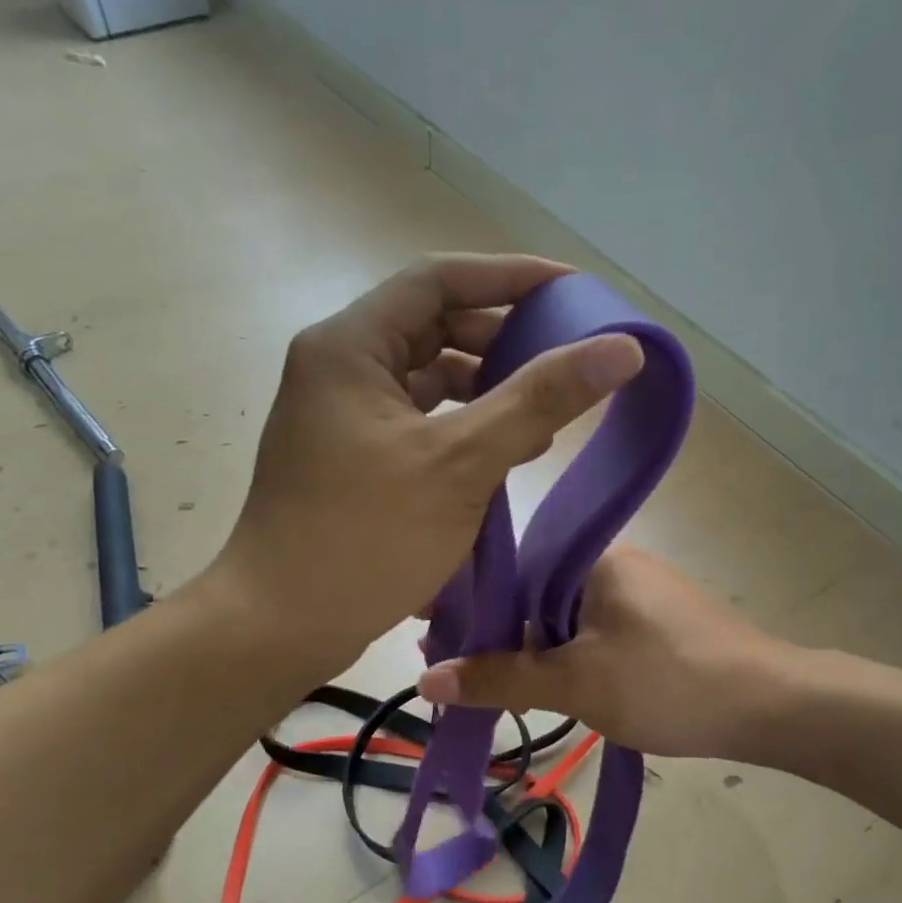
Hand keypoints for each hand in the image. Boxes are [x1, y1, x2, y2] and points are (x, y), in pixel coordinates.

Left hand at [218, 255, 644, 673]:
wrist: (280, 625)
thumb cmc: (366, 537)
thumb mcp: (461, 462)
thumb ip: (540, 399)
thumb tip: (621, 348)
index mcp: (350, 346)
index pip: (439, 279)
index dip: (510, 276)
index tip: (573, 291)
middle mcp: (340, 367)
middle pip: (433, 326)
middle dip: (503, 337)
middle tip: (567, 355)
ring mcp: (342, 414)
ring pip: (428, 378)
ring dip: (487, 388)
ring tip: (549, 414)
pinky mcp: (351, 456)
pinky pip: (418, 421)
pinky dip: (463, 427)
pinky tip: (508, 453)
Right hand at [416, 546, 791, 758]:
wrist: (775, 707)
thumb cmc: (669, 682)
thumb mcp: (576, 683)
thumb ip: (500, 678)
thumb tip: (424, 677)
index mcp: (591, 557)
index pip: (508, 569)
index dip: (465, 602)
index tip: (428, 634)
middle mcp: (611, 563)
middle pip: (531, 594)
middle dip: (492, 632)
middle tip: (450, 672)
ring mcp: (636, 593)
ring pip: (559, 617)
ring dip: (526, 649)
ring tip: (485, 684)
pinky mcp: (653, 623)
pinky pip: (589, 632)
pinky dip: (561, 656)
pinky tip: (543, 684)